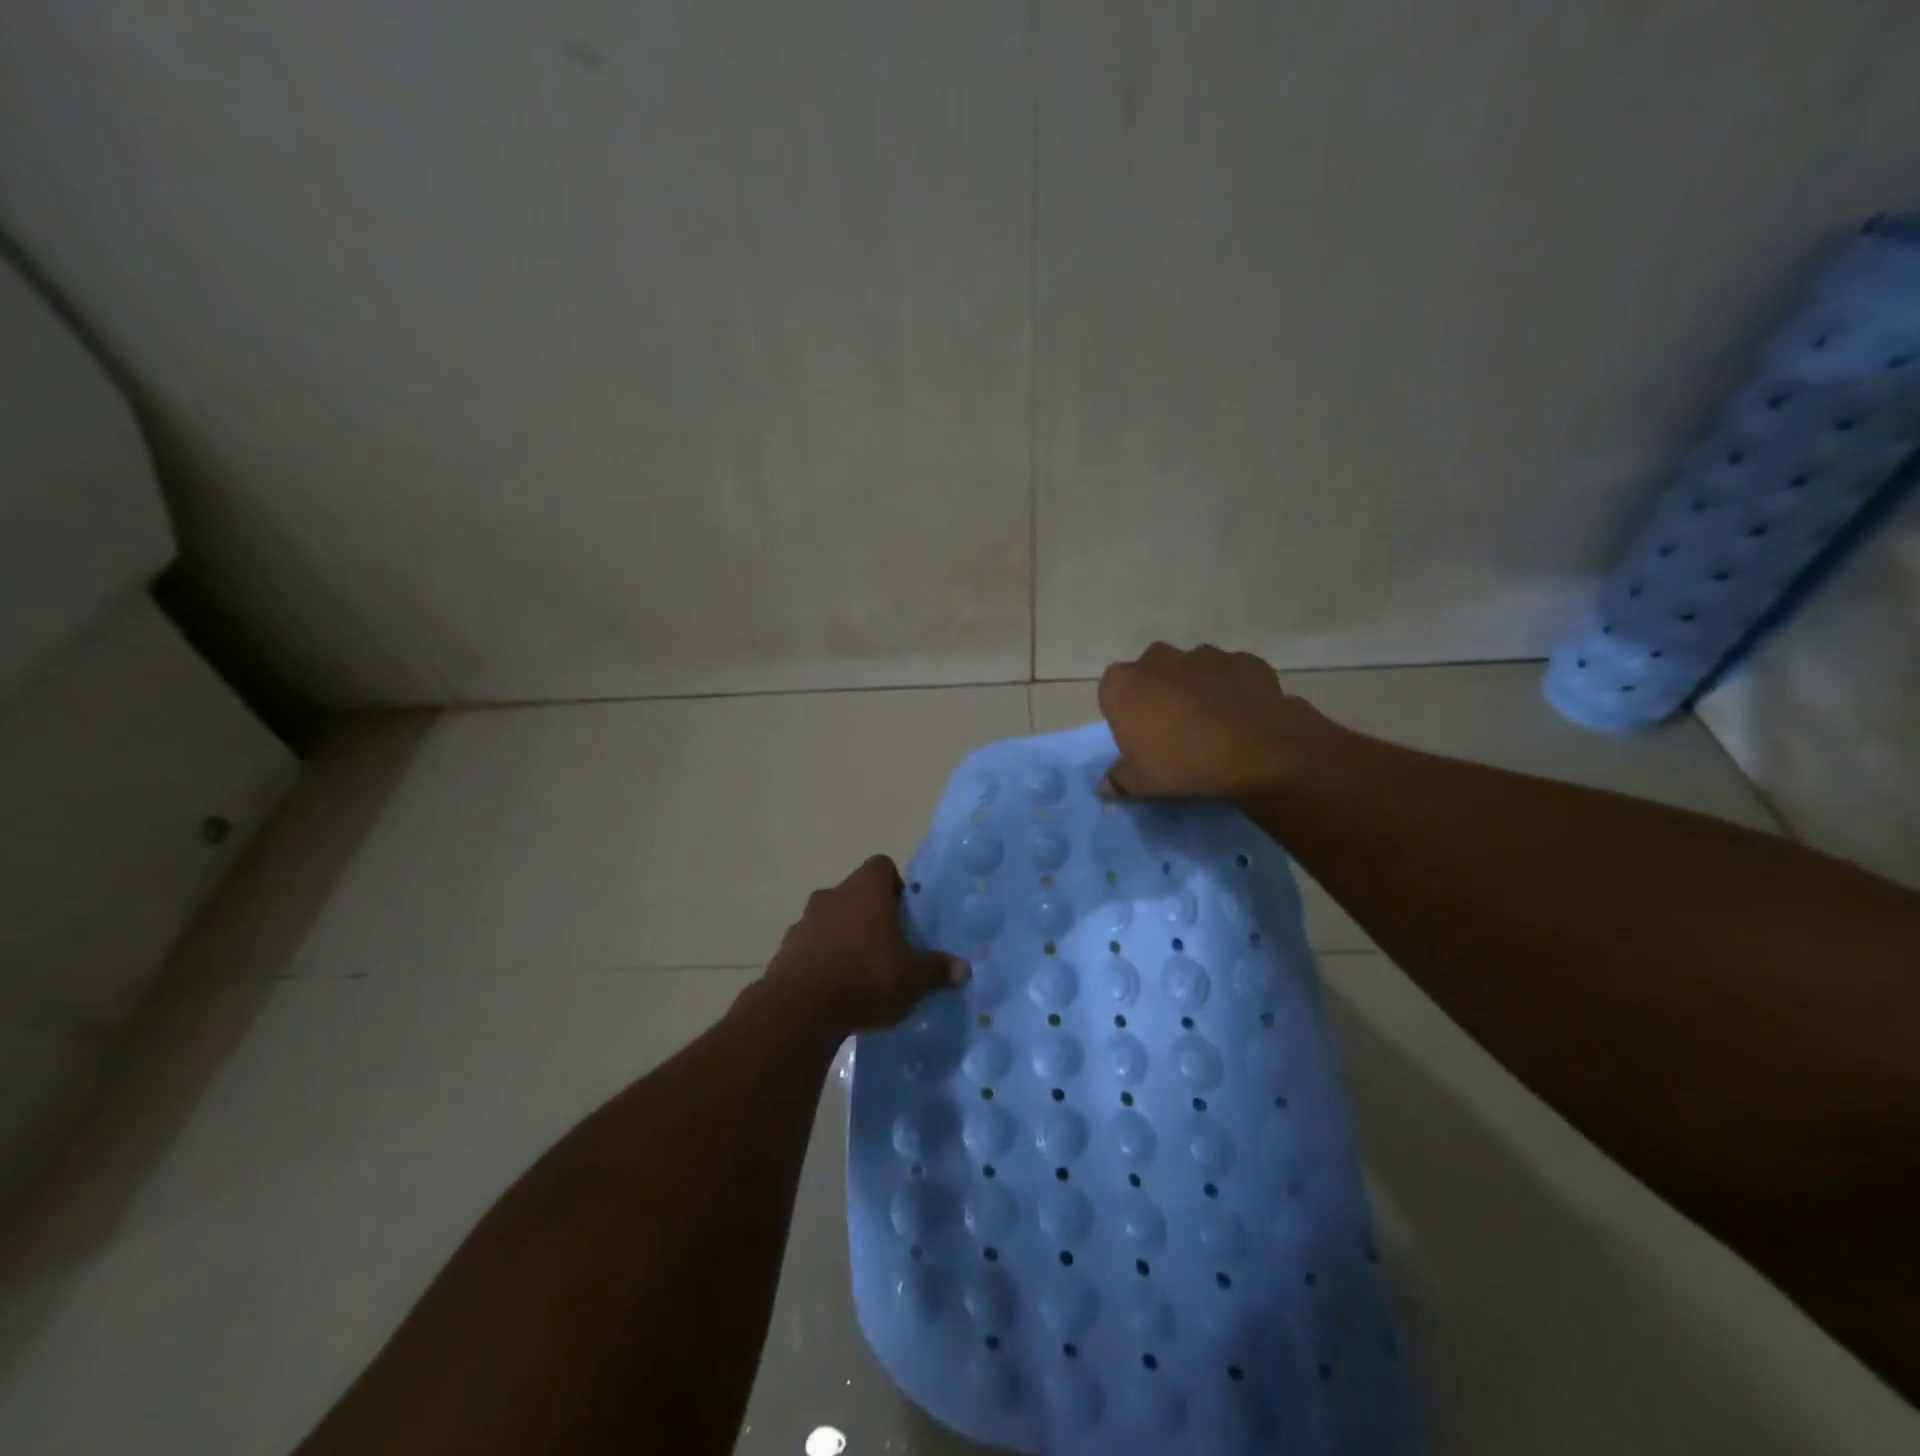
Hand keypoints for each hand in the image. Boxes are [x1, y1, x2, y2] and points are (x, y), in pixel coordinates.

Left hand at [764, 856, 969, 1032]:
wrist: (801, 1008)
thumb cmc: (867, 978)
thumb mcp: (913, 979)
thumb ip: (937, 970)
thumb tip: (963, 970)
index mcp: (867, 891)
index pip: (881, 866)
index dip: (894, 884)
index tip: (903, 913)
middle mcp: (834, 896)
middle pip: (854, 893)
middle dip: (868, 914)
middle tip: (885, 945)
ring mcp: (804, 921)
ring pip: (829, 919)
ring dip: (841, 936)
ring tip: (857, 971)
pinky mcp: (785, 950)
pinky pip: (809, 946)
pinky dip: (820, 959)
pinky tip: (831, 989)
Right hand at [1098, 642, 1335, 802]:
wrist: (1258, 753)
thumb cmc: (1182, 765)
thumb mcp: (1140, 784)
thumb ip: (1118, 780)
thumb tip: (1107, 785)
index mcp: (1123, 684)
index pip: (1112, 694)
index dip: (1125, 716)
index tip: (1140, 740)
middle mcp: (1159, 659)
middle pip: (1151, 675)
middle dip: (1159, 695)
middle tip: (1173, 731)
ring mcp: (1205, 655)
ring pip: (1192, 670)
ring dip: (1196, 689)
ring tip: (1211, 724)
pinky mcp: (1244, 661)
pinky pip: (1231, 674)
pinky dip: (1232, 689)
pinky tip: (1241, 716)